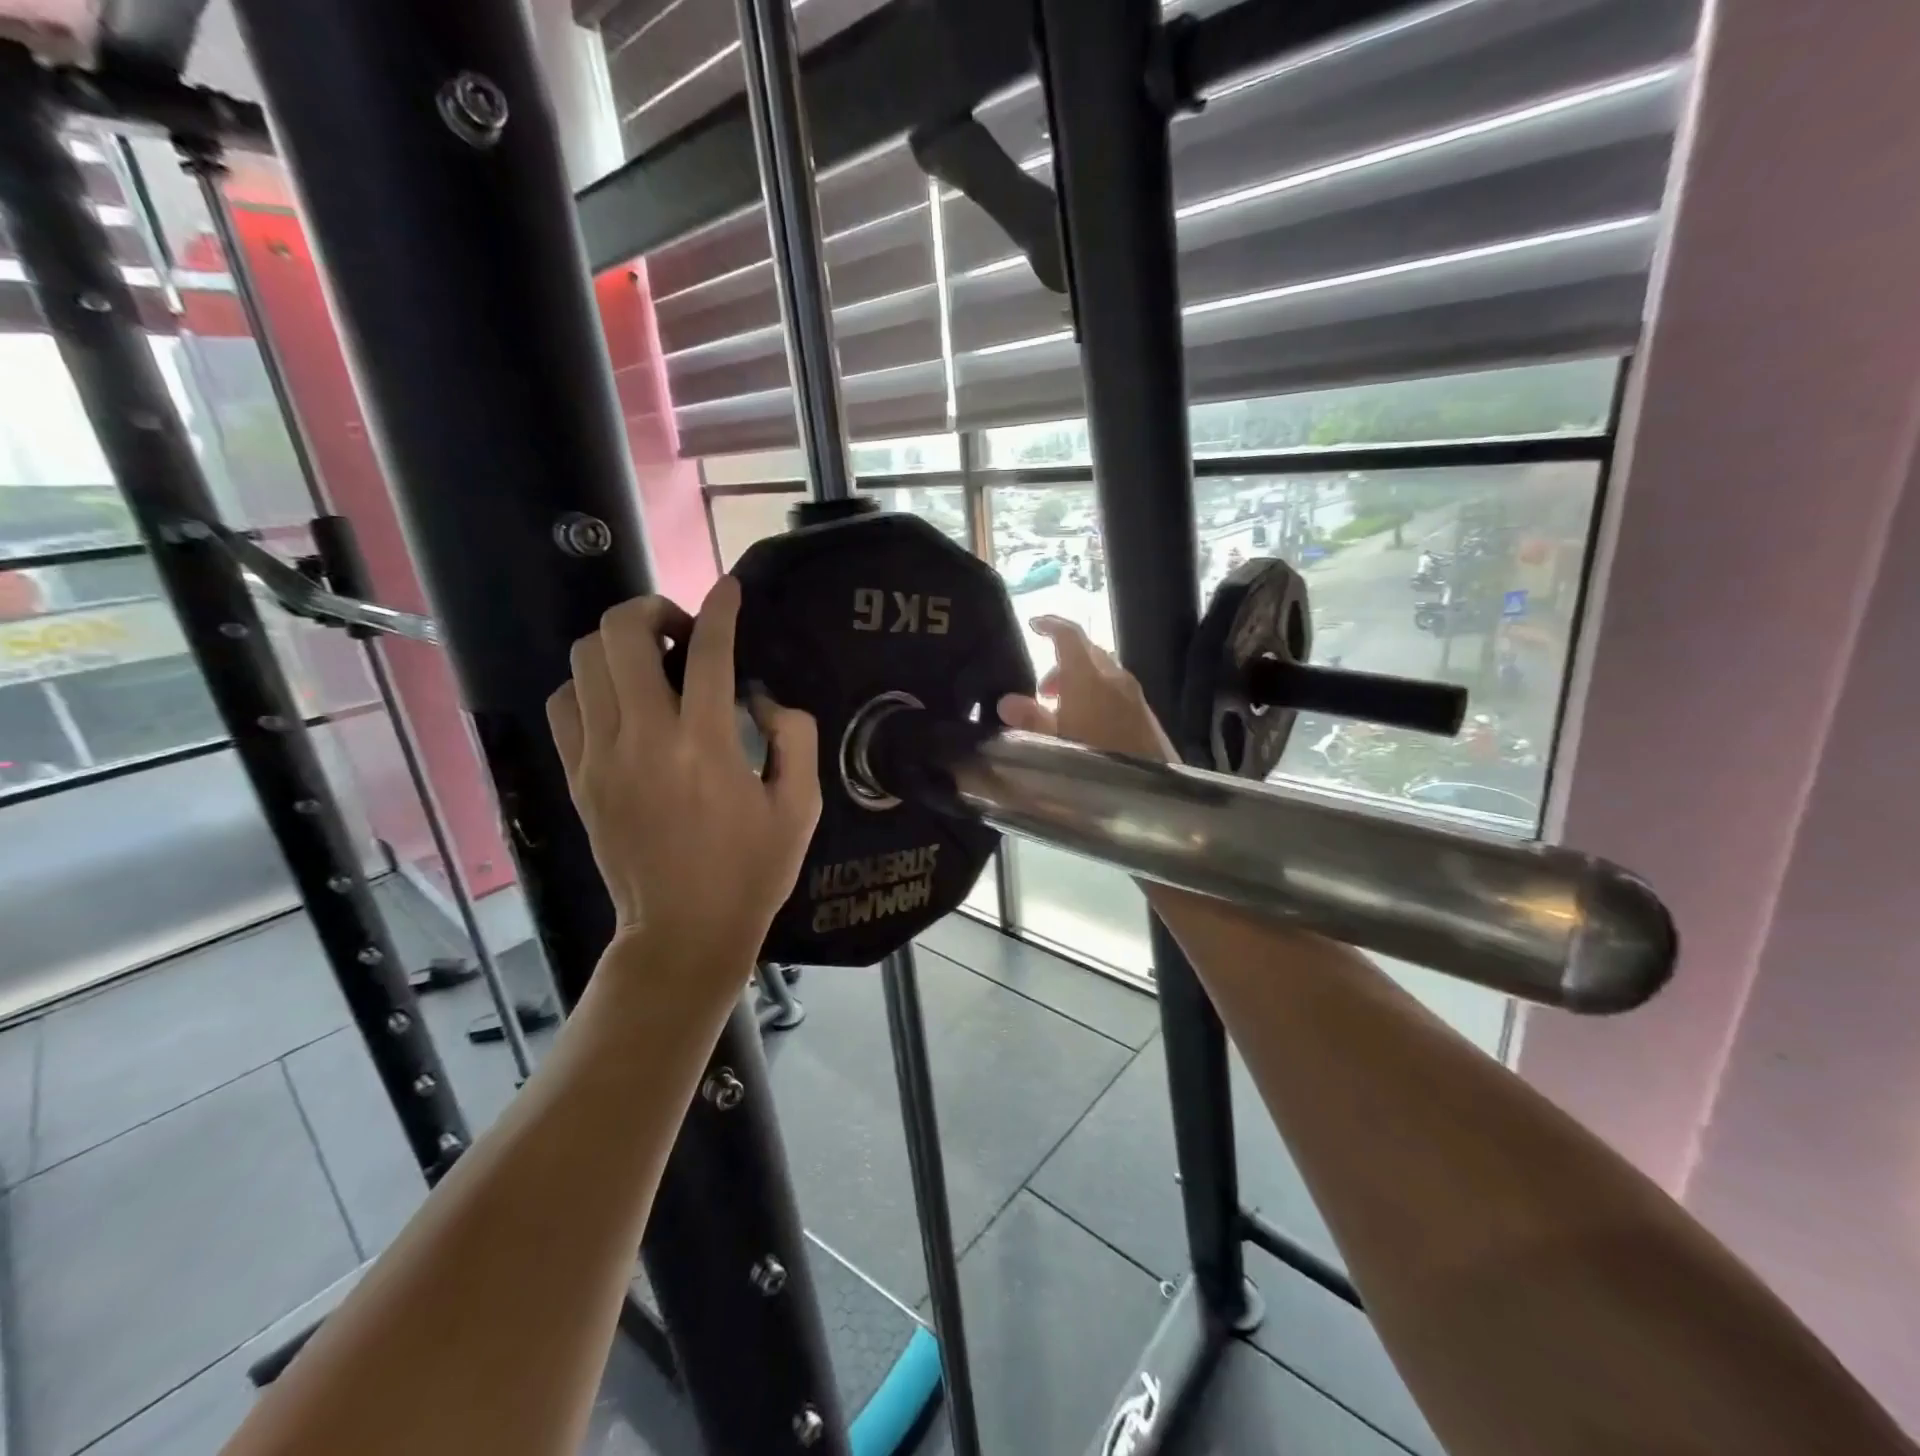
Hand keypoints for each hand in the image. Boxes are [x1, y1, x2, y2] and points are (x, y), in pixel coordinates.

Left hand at [545, 577, 820, 962]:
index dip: (721, 608)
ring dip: (619, 644)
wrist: (684, 933)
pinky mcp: (578, 777)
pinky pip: (565, 703)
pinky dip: (590, 684)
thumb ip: (794, 738)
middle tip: (684, 632)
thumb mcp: (800, 807)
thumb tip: (762, 699)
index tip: (728, 587)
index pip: (707, 651)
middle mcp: (644, 740)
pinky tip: (622, 701)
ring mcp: (600, 757)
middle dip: (653, 610)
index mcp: (705, 746)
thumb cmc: (751, 872)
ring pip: (584, 661)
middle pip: (621, 635)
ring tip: (653, 664)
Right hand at [996, 615, 1175, 762]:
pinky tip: (1086, 725)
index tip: (1033, 624)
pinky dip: (1096, 693)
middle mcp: (1114, 677)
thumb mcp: (1053, 745)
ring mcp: (1134, 694)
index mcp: (1089, 677)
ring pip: (1102, 671)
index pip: (1070, 635)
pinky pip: (1115, 689)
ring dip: (1079, 680)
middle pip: (1087, 651)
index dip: (1050, 624)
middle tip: (1040, 690)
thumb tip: (1008, 701)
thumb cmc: (1095, 764)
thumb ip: (1030, 720)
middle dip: (1061, 661)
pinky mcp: (1145, 713)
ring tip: (1060, 712)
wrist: (1153, 795)